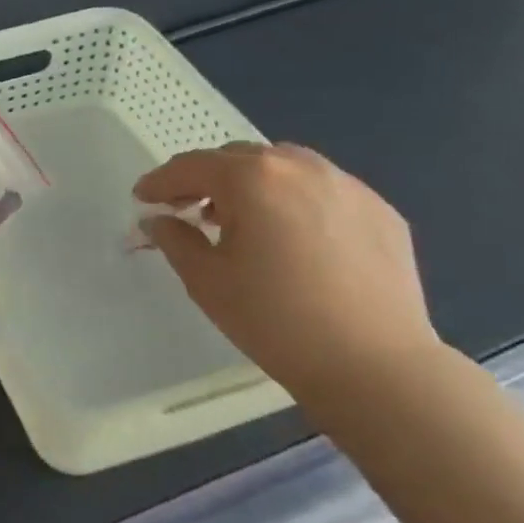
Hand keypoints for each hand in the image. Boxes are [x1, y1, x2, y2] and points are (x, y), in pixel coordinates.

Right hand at [135, 142, 443, 395]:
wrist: (374, 365)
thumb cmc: (274, 320)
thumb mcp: (206, 280)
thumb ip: (174, 239)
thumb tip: (159, 219)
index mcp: (253, 179)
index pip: (192, 166)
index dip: (160, 181)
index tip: (142, 198)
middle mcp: (301, 167)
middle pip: (238, 158)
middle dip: (206, 179)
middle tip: (188, 209)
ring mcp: (348, 186)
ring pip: (285, 167)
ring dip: (253, 184)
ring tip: (243, 221)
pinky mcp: (381, 210)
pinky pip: (324, 191)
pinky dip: (296, 201)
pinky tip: (294, 239)